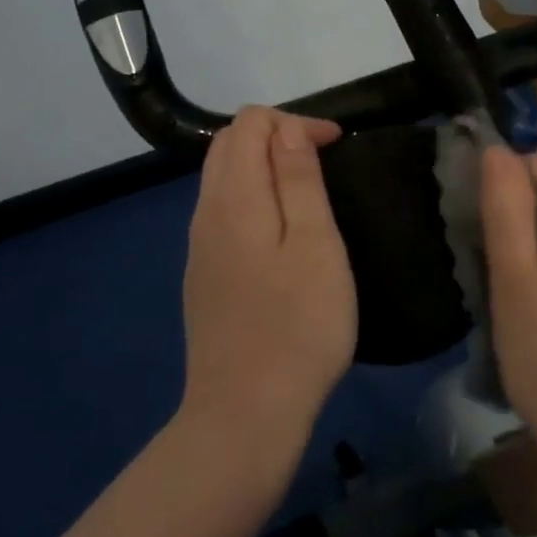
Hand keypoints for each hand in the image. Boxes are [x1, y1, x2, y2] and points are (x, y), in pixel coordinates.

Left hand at [178, 107, 355, 470]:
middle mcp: (206, 212)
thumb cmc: (297, 325)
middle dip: (277, 137)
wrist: (244, 414)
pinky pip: (223, 212)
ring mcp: (199, 247)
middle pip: (229, 145)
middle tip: (323, 161)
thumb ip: (298, 179)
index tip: (337, 146)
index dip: (295, 122)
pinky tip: (281, 233)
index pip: (250, 123)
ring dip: (264, 167)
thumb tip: (287, 130)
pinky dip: (253, 198)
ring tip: (309, 191)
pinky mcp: (203, 276)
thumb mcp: (315, 244)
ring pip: (223, 178)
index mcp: (233, 197)